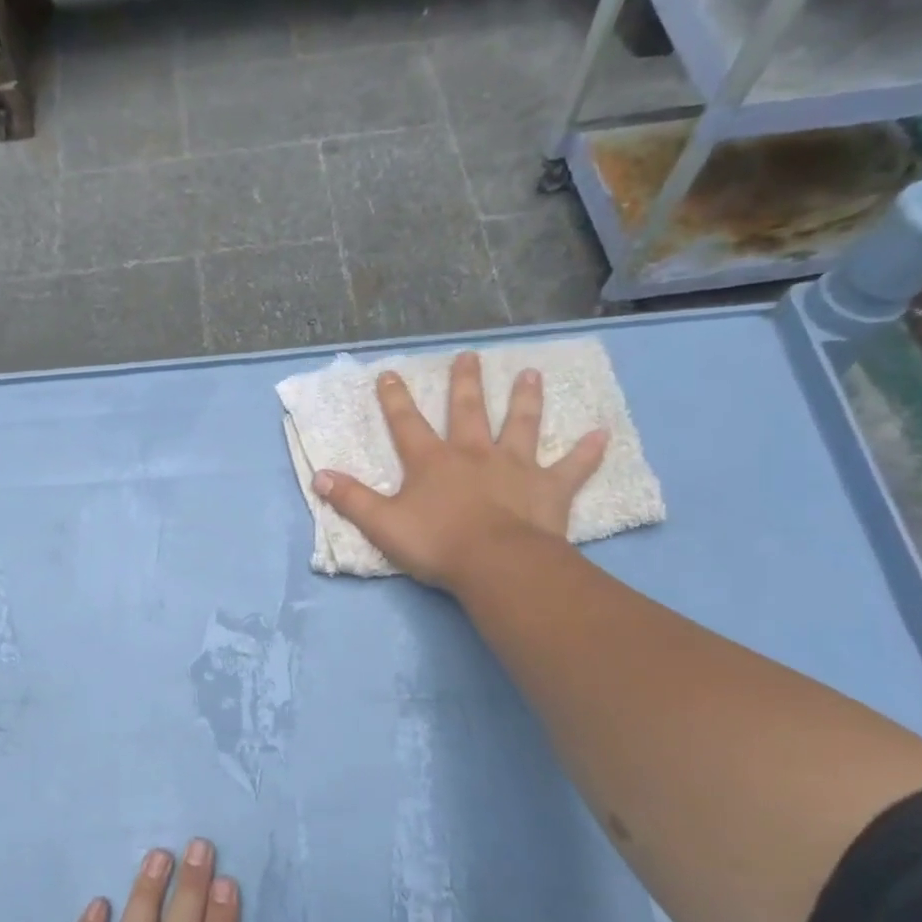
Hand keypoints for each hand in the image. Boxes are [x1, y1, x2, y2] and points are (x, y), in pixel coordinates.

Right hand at [311, 351, 608, 592]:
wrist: (496, 564)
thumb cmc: (437, 544)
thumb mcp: (382, 524)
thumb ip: (352, 500)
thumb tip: (319, 476)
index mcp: (433, 462)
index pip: (407, 424)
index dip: (395, 399)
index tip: (390, 373)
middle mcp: (474, 454)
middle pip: (468, 412)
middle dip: (465, 383)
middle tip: (469, 356)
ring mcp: (515, 468)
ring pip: (521, 426)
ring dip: (525, 400)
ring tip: (530, 374)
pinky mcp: (549, 489)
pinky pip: (572, 468)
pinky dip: (587, 452)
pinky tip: (602, 434)